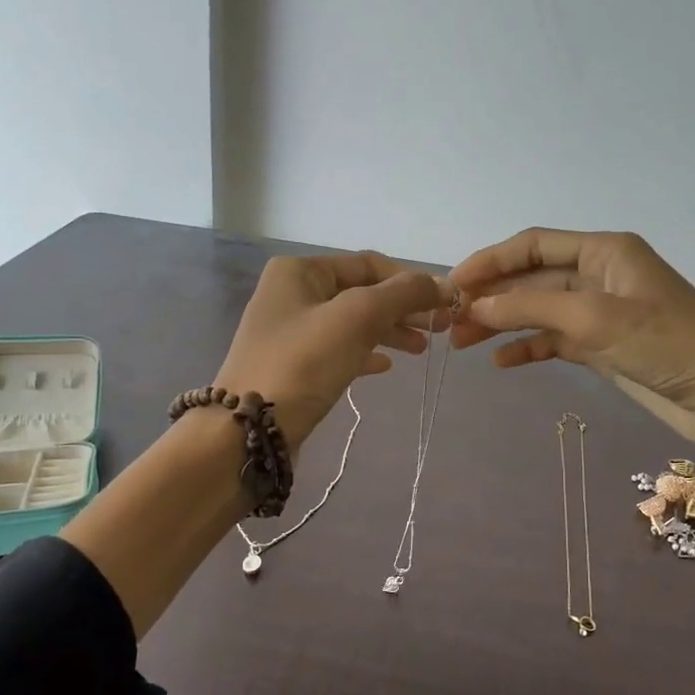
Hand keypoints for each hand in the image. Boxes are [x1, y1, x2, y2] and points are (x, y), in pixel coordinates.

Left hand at [215, 252, 446, 446]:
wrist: (249, 429)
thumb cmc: (304, 362)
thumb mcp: (358, 318)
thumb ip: (403, 295)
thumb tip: (446, 285)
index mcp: (300, 271)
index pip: (368, 264)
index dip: (410, 281)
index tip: (444, 305)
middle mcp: (291, 293)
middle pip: (361, 294)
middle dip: (402, 310)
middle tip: (440, 331)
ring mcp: (289, 332)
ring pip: (351, 323)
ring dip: (388, 332)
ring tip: (420, 350)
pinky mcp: (292, 366)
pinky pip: (337, 350)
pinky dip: (365, 353)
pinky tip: (385, 366)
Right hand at [451, 228, 694, 471]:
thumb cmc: (664, 343)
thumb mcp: (594, 318)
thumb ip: (532, 307)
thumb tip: (477, 304)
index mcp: (603, 251)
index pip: (533, 245)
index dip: (490, 261)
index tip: (452, 283)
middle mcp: (598, 275)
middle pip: (531, 279)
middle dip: (491, 297)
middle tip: (449, 320)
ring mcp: (599, 312)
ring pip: (538, 311)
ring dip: (502, 324)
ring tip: (462, 343)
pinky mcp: (602, 346)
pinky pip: (554, 340)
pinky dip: (528, 348)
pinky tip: (500, 362)